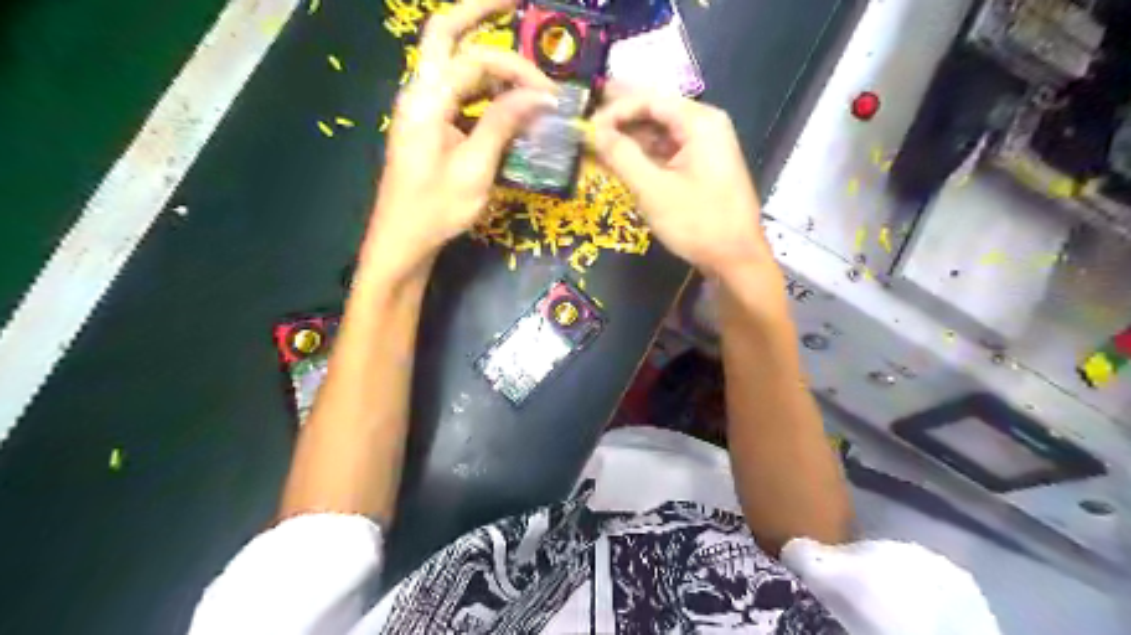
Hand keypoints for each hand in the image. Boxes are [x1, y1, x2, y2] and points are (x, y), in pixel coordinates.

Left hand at [366, 0, 554, 279]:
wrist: (402, 240)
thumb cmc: (436, 210)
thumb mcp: (475, 169)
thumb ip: (503, 125)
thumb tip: (537, 95)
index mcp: (426, 101)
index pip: (475, 61)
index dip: (516, 70)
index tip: (549, 94)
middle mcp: (419, 93)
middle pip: (444, 34)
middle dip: (479, 11)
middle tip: (515, 1)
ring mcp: (421, 107)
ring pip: (451, 61)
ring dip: (484, 54)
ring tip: (519, 55)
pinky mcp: (428, 123)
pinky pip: (456, 91)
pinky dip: (482, 86)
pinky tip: (506, 96)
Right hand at [592, 89, 767, 278]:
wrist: (736, 259)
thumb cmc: (697, 222)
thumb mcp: (653, 190)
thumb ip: (622, 156)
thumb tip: (594, 132)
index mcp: (700, 122)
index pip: (650, 100)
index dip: (614, 110)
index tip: (587, 127)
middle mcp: (705, 126)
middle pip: (656, 112)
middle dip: (621, 120)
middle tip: (587, 128)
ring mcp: (706, 147)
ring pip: (661, 134)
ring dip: (631, 139)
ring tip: (598, 147)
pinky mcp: (703, 168)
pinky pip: (669, 152)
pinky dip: (645, 156)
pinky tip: (622, 162)